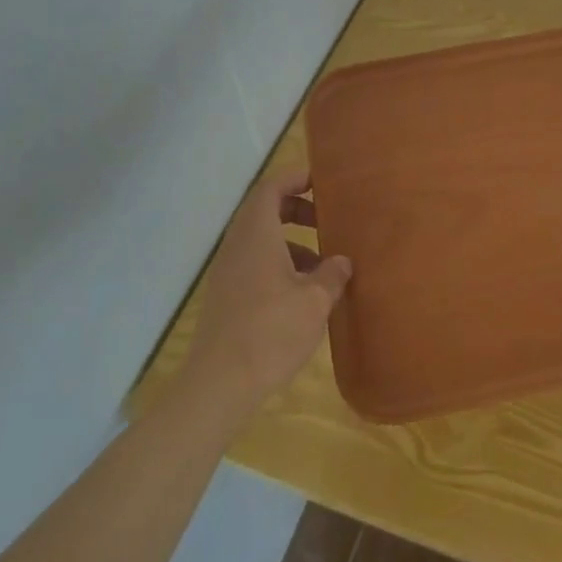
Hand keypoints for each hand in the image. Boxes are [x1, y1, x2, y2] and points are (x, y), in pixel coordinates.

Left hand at [181, 168, 351, 424]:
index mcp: (257, 234)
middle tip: (327, 220)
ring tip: (324, 265)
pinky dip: (280, 265)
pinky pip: (255, 264)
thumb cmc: (271, 331)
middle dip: (298, 209)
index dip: (296, 177)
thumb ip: (332, 274)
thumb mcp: (315, 301)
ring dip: (292, 242)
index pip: (272, 187)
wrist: (219, 384)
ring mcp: (228, 272)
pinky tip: (303, 294)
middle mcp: (237, 245)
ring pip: (261, 240)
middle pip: (265, 210)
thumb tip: (341, 261)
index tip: (323, 181)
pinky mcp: (226, 296)